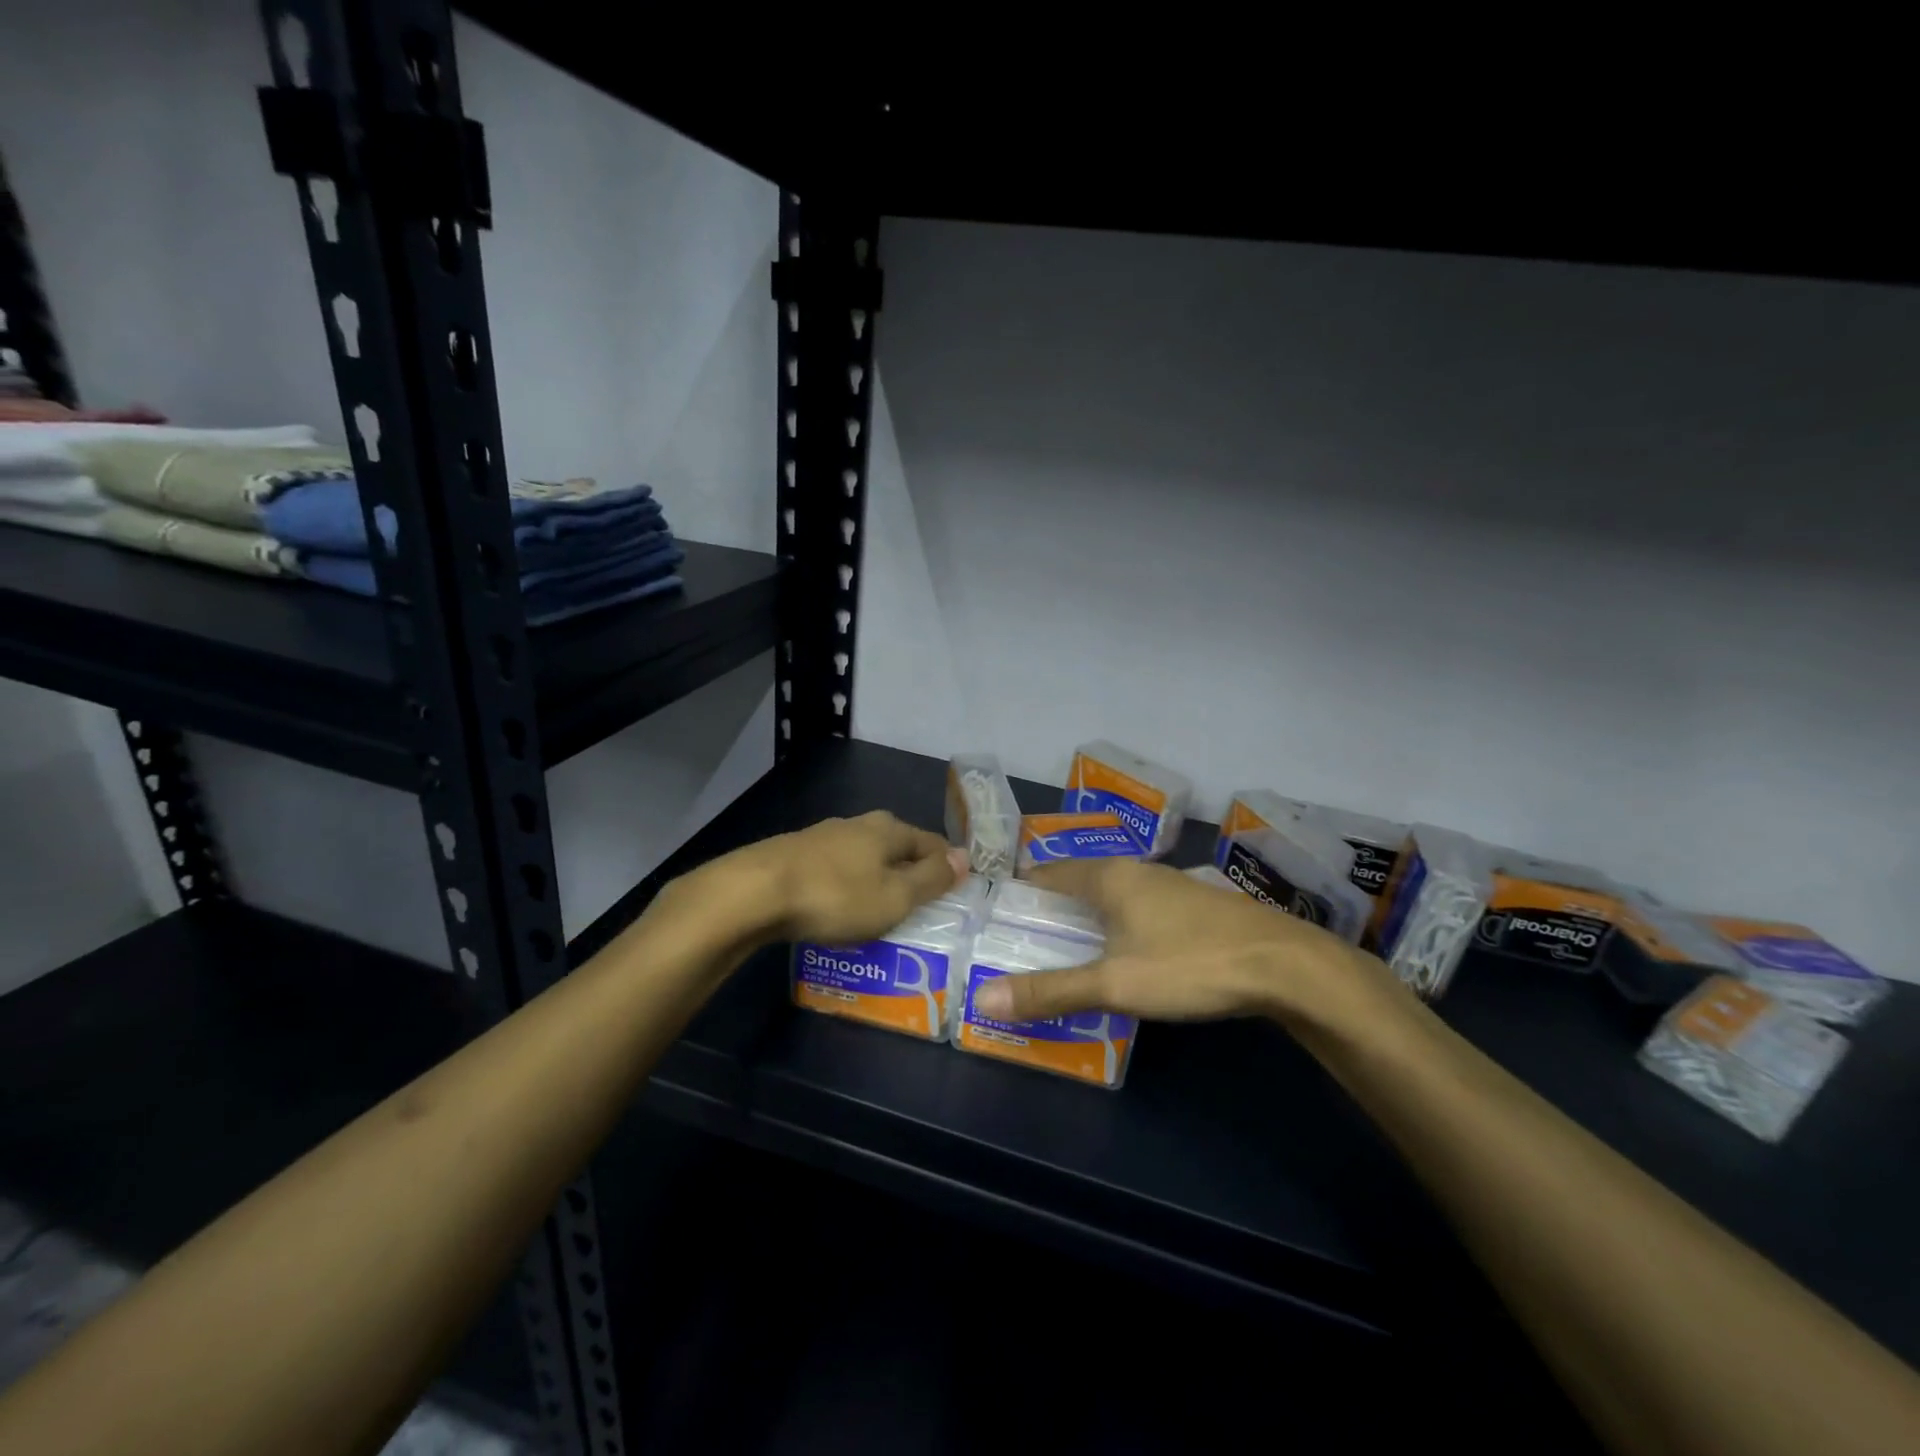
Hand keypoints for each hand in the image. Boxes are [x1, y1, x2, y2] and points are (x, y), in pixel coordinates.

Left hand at [741, 811, 968, 945]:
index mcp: (889, 829)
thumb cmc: (837, 896)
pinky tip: (841, 907)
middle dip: (911, 873)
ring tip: (881, 911)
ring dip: (877, 880)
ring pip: (865, 858)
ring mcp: (824, 837)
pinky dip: (848, 887)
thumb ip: (931, 878)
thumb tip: (964, 857)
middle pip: (897, 848)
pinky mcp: (796, 854)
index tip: (955, 891)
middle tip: (920, 907)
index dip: (947, 866)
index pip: (932, 843)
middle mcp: (859, 824)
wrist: (755, 892)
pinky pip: (837, 870)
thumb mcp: (895, 896)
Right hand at [972, 858, 1400, 1028]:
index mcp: (1109, 878)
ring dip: (1089, 914)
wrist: (1283, 965)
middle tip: (1028, 936)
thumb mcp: (1114, 983)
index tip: (1000, 912)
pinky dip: (1120, 922)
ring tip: (1070, 944)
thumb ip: (1051, 990)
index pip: (1050, 872)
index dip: (1023, 889)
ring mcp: (1171, 885)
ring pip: (1115, 893)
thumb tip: (984, 999)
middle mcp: (1137, 871)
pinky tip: (1127, 949)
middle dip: (1054, 904)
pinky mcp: (1196, 905)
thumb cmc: (1188, 965)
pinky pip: (1141, 906)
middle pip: (1081, 881)